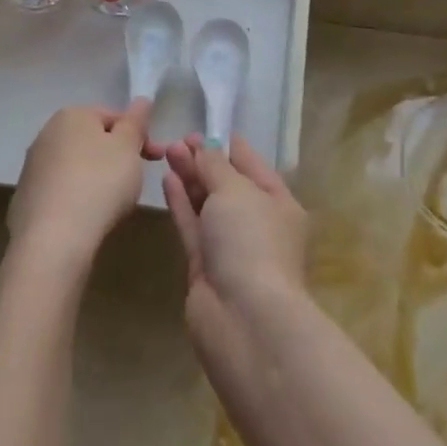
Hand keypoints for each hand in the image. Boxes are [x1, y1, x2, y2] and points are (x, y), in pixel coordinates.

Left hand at [8, 101, 160, 271]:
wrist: (53, 238)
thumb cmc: (99, 183)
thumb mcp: (128, 148)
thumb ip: (136, 122)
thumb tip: (141, 100)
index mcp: (71, 115)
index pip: (113, 116)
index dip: (138, 135)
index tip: (155, 158)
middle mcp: (46, 134)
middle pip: (92, 140)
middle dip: (116, 156)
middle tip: (135, 180)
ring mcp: (32, 167)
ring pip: (76, 166)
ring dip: (96, 178)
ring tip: (112, 203)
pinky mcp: (25, 198)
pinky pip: (61, 191)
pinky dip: (76, 199)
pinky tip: (87, 217)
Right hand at [162, 136, 308, 322]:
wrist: (243, 316)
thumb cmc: (251, 241)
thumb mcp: (235, 191)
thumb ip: (215, 166)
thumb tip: (205, 148)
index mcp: (279, 204)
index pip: (254, 167)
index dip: (230, 148)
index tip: (207, 129)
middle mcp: (257, 224)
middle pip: (228, 185)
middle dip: (204, 161)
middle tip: (178, 140)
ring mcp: (231, 247)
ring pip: (208, 204)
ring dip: (190, 178)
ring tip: (168, 151)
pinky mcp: (206, 265)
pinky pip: (192, 225)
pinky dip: (181, 202)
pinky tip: (167, 179)